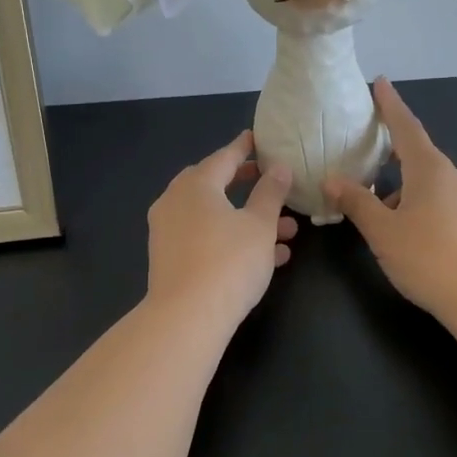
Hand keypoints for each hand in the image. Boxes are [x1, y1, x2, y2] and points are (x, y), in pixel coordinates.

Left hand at [147, 129, 297, 326]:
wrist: (187, 318)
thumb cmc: (229, 262)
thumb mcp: (260, 225)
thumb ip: (271, 193)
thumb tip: (278, 167)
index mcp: (195, 185)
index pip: (224, 157)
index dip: (244, 148)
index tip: (257, 138)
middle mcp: (175, 202)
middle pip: (213, 185)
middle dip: (245, 185)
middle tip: (268, 181)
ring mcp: (168, 232)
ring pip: (214, 216)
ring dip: (248, 219)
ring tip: (288, 231)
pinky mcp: (169, 259)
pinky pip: (205, 238)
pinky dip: (232, 239)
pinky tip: (268, 257)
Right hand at [323, 79, 456, 320]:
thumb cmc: (429, 257)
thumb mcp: (383, 231)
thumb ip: (357, 202)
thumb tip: (332, 180)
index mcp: (429, 169)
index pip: (406, 127)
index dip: (390, 105)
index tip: (380, 82)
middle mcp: (452, 177)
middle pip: (417, 155)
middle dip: (391, 152)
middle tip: (365, 151)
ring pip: (427, 182)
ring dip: (401, 186)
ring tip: (375, 206)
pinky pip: (439, 201)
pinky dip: (417, 203)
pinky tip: (404, 229)